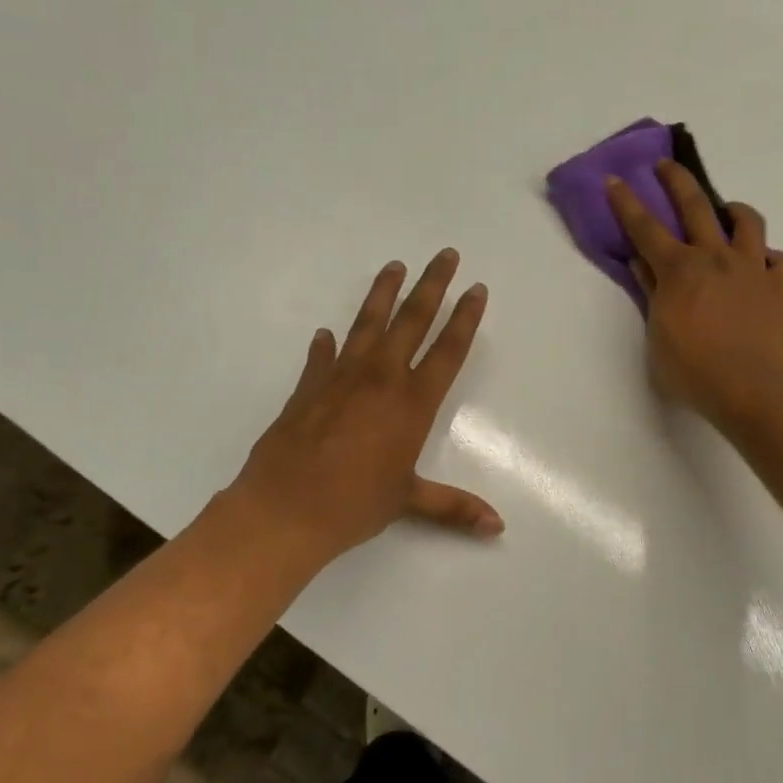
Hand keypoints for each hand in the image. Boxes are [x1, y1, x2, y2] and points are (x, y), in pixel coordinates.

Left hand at [230, 249, 501, 566]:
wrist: (285, 509)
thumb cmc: (354, 505)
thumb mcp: (409, 502)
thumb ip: (454, 507)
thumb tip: (498, 527)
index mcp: (411, 403)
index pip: (447, 351)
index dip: (465, 318)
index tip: (476, 288)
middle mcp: (380, 380)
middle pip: (412, 321)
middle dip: (431, 286)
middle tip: (444, 254)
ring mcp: (340, 378)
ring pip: (367, 325)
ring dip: (383, 294)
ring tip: (394, 266)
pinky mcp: (307, 388)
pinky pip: (322, 357)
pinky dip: (326, 345)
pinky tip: (326, 334)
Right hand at [606, 161, 782, 423]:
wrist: (749, 390)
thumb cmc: (692, 370)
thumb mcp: (658, 334)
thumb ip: (652, 293)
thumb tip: (642, 263)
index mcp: (679, 270)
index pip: (645, 228)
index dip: (627, 203)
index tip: (615, 180)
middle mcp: (716, 257)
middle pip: (696, 206)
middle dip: (677, 181)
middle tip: (666, 165)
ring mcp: (752, 269)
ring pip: (747, 222)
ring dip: (734, 211)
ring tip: (728, 213)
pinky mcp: (780, 287)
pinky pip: (780, 260)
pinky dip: (769, 258)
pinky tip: (762, 265)